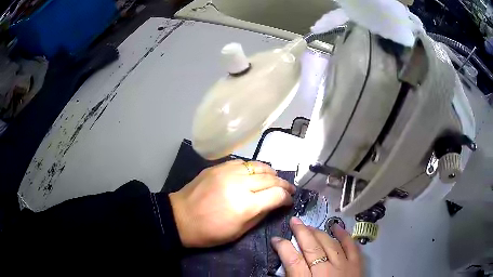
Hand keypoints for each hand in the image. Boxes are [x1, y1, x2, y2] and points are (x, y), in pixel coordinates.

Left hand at [169, 160, 295, 247]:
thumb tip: (275, 204)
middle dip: (283, 184)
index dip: (287, 198)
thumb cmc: (210, 232)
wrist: (180, 217)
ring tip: (275, 179)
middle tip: (289, 189)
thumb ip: (261, 215)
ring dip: (271, 173)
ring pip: (258, 166)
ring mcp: (227, 172)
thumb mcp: (239, 231)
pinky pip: (242, 162)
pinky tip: (255, 173)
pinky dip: (253, 167)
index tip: (289, 200)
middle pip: (270, 178)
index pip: (277, 195)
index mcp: (245, 205)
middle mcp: (239, 184)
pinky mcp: (218, 166)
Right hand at [271, 217, 362, 276]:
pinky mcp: (356, 265)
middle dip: (301, 232)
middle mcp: (325, 271)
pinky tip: (337, 227)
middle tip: (294, 220)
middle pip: (311, 248)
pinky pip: (351, 246)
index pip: (292, 260)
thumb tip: (285, 264)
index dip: (282, 247)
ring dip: (319, 233)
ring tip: (310, 225)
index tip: (275, 239)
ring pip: (329, 244)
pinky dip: (344, 236)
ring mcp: (343, 266)